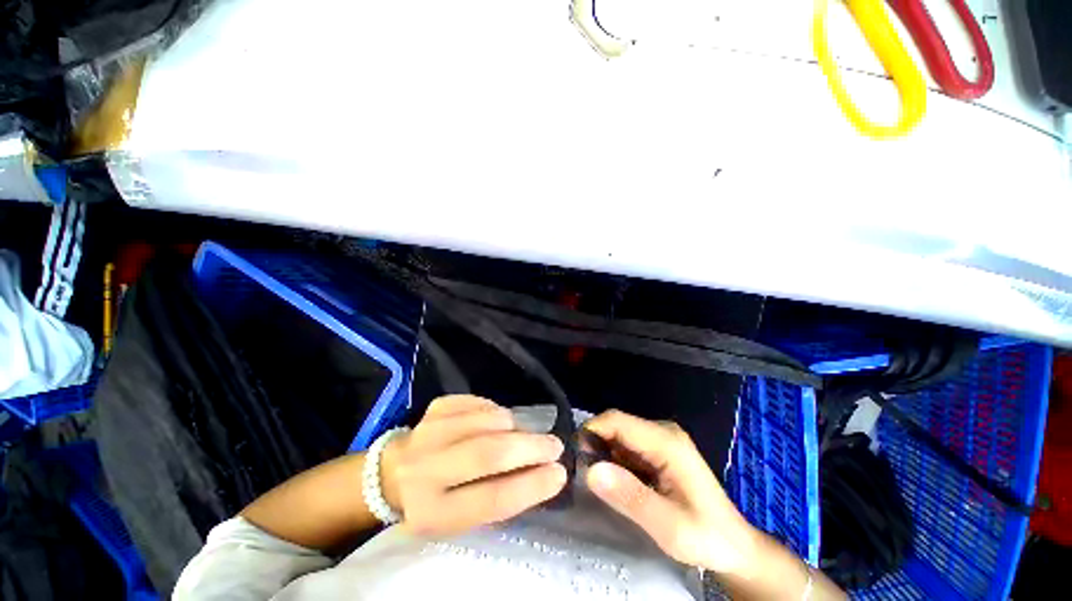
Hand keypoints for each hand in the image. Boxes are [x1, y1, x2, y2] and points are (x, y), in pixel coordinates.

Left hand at [381, 395, 566, 536]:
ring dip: (516, 427)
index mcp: (432, 512)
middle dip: (531, 447)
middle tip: (555, 445)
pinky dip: (496, 411)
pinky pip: (480, 402)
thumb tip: (544, 472)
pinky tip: (495, 423)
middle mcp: (425, 470)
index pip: (490, 499)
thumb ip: (499, 497)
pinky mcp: (436, 407)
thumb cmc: (435, 503)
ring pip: (489, 420)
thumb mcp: (461, 518)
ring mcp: (429, 431)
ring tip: (522, 435)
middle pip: (490, 453)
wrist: (391, 474)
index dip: (531, 485)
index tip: (559, 474)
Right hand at [584, 410, 759, 576]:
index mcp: (666, 441)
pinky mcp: (658, 449)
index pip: (616, 420)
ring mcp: (660, 439)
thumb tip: (590, 470)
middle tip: (585, 476)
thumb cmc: (705, 537)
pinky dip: (615, 460)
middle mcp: (662, 431)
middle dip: (595, 445)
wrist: (733, 546)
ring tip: (600, 483)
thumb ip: (631, 497)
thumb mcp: (668, 527)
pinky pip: (626, 446)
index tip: (575, 458)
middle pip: (616, 425)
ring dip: (604, 454)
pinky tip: (617, 482)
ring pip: (618, 435)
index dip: (591, 432)